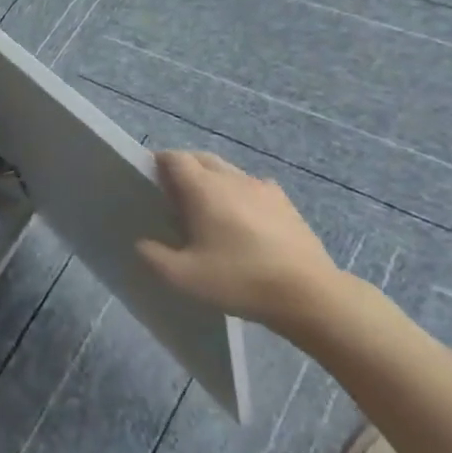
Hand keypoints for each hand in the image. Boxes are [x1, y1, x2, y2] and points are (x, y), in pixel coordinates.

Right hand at [137, 151, 348, 335]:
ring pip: (229, 172)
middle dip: (185, 169)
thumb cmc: (240, 279)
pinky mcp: (285, 204)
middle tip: (175, 196)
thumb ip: (155, 257)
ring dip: (213, 181)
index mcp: (203, 188)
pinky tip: (245, 221)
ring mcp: (262, 188)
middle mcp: (231, 178)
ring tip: (209, 210)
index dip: (159, 164)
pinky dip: (242, 195)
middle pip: (201, 158)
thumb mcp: (185, 278)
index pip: (174, 158)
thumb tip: (142, 243)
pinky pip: (254, 188)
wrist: (309, 294)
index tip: (151, 182)